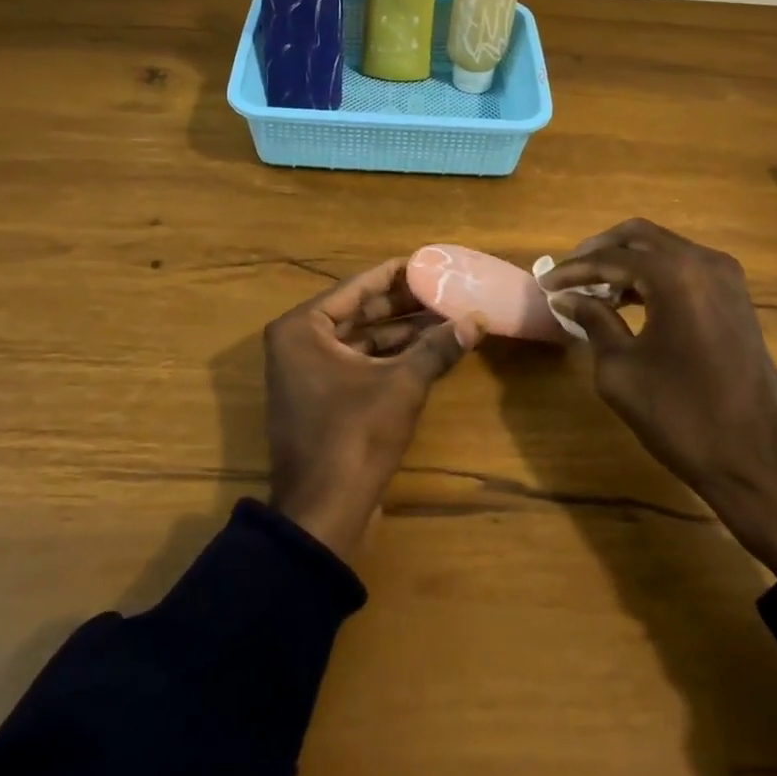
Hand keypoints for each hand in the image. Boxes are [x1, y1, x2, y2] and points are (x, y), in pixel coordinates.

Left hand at [264, 259, 485, 559]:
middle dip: (403, 304)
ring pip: (361, 339)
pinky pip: (358, 363)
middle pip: (359, 312)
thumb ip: (438, 347)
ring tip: (445, 318)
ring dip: (401, 332)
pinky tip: (427, 351)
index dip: (397, 274)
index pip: (357, 287)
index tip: (430, 262)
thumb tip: (478, 320)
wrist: (322, 513)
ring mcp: (307, 373)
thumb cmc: (355, 435)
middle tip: (444, 290)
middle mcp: (298, 343)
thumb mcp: (402, 384)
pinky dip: (389, 357)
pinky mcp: (321, 399)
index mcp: (302, 328)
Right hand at [542, 220, 776, 577]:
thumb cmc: (682, 416)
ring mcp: (726, 278)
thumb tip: (567, 297)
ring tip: (593, 288)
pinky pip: (685, 267)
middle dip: (600, 251)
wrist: (758, 460)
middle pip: (639, 236)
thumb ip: (593, 321)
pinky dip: (653, 274)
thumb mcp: (621, 370)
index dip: (573, 270)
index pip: (611, 258)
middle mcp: (704, 262)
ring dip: (627, 261)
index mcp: (675, 275)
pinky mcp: (736, 298)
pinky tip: (629, 299)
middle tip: (569, 275)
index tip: (545, 284)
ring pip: (664, 248)